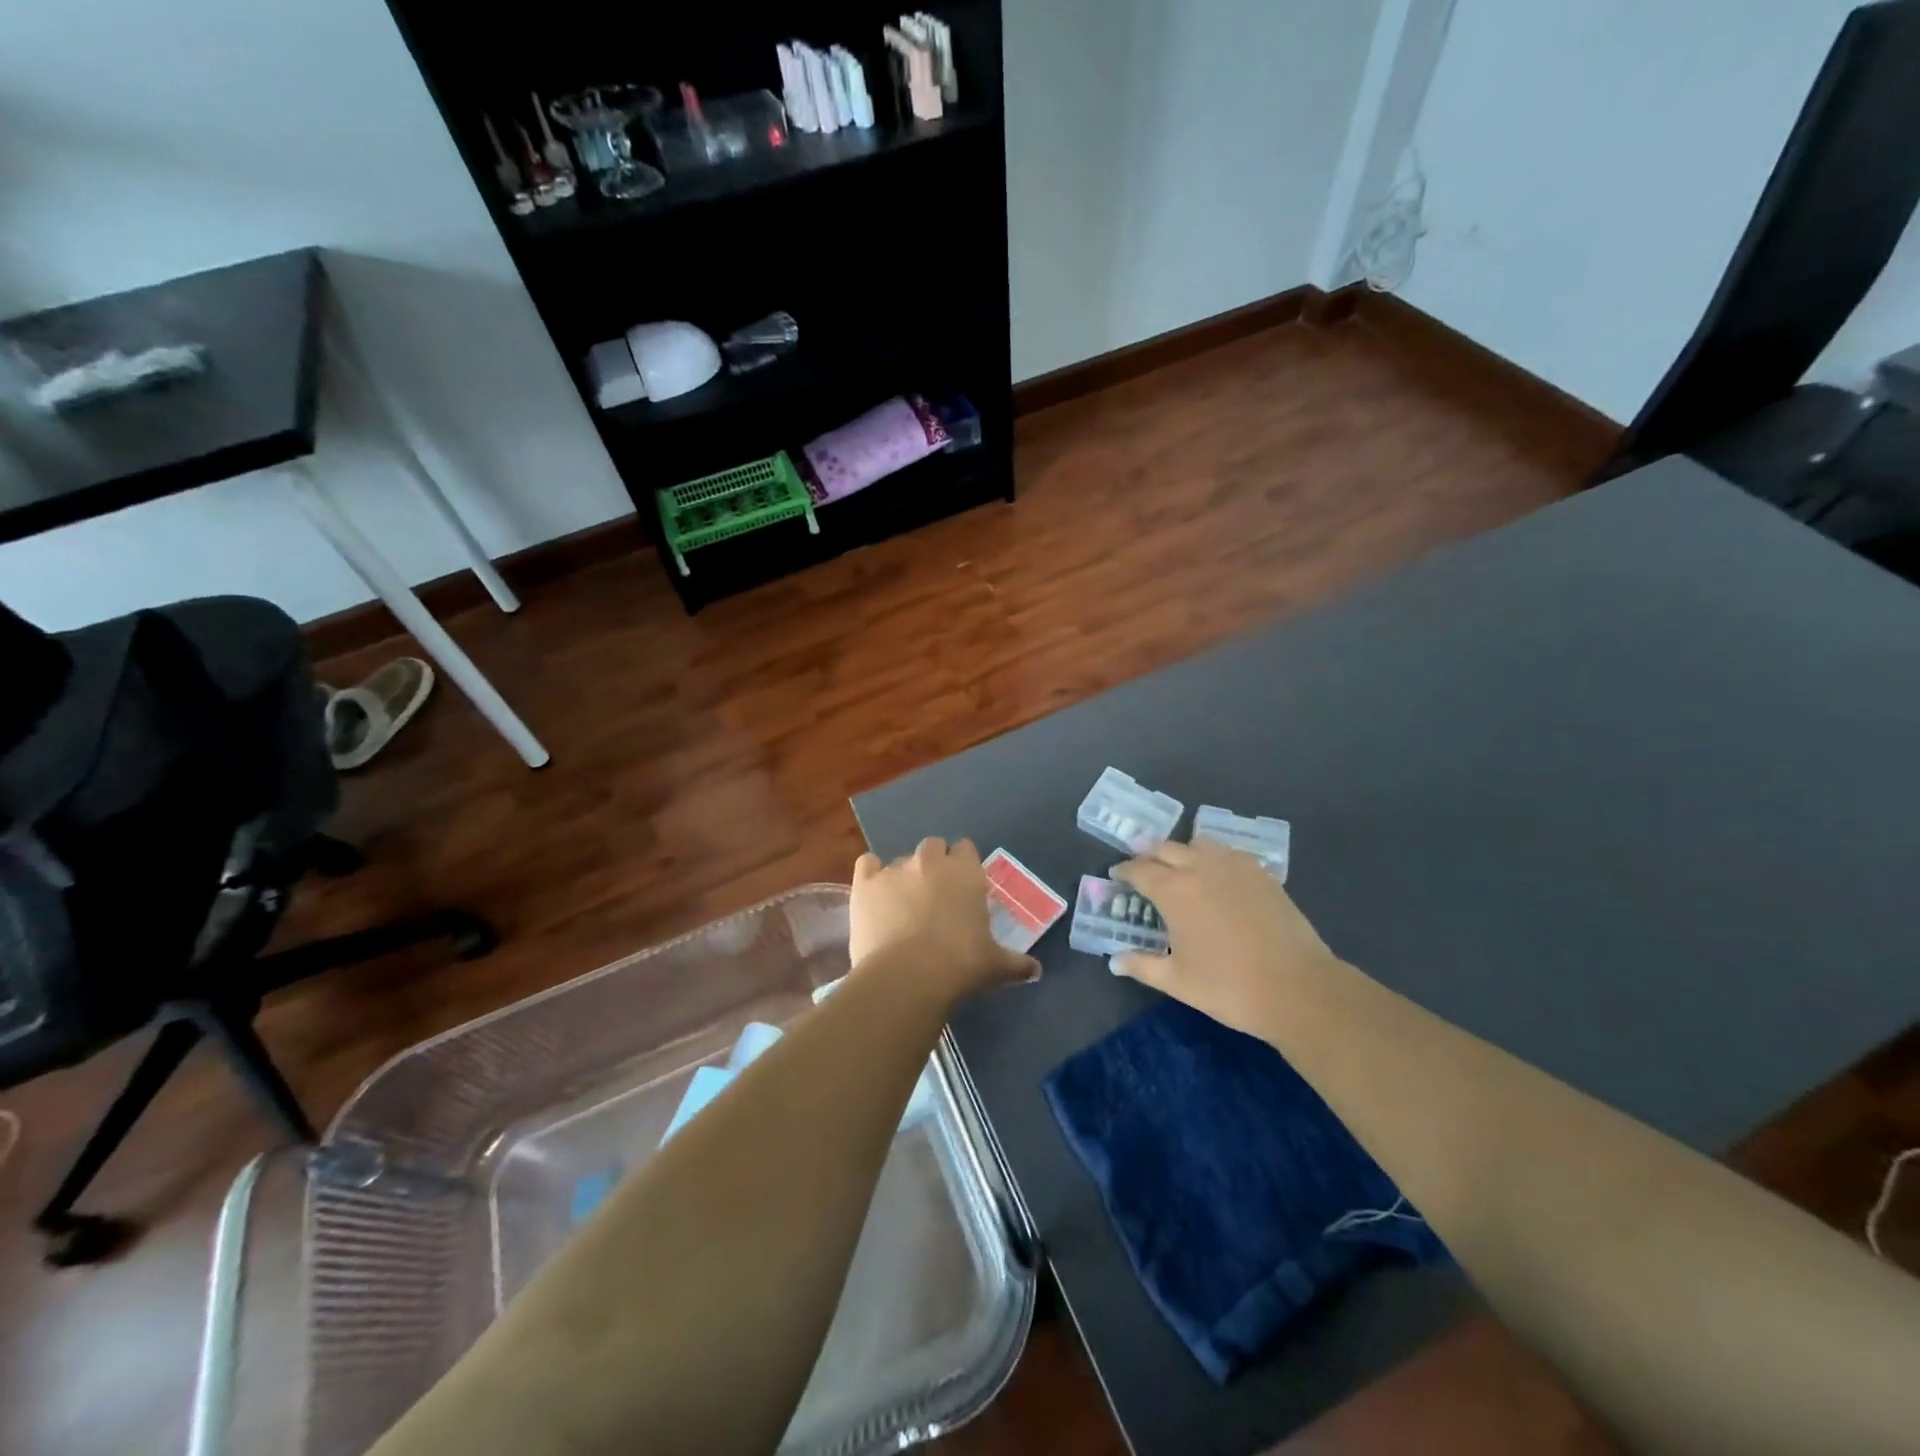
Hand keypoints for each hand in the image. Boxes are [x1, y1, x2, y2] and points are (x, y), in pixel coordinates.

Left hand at [850, 838, 1038, 1002]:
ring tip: (903, 905)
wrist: (908, 975)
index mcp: (966, 872)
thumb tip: (1036, 971)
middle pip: (933, 846)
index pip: (966, 848)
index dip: (964, 864)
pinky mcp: (865, 883)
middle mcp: (931, 861)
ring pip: (901, 859)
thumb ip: (1016, 963)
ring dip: (904, 876)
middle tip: (935, 894)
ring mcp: (895, 869)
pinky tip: (873, 893)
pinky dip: (871, 875)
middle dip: (934, 863)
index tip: (963, 885)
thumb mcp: (995, 965)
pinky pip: (867, 864)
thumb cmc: (961, 964)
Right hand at [1112, 839, 1339, 1037]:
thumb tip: (1115, 961)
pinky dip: (1214, 857)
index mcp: (1174, 891)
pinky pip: (1229, 853)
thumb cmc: (1229, 987)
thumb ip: (1143, 966)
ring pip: (1199, 843)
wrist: (1298, 989)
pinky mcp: (1261, 874)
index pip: (1139, 870)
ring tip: (1178, 867)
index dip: (1124, 871)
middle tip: (1142, 868)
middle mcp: (1200, 868)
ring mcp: (1234, 867)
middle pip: (1165, 849)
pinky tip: (1217, 875)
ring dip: (1182, 851)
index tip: (1116, 876)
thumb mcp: (1178, 981)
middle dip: (1148, 855)